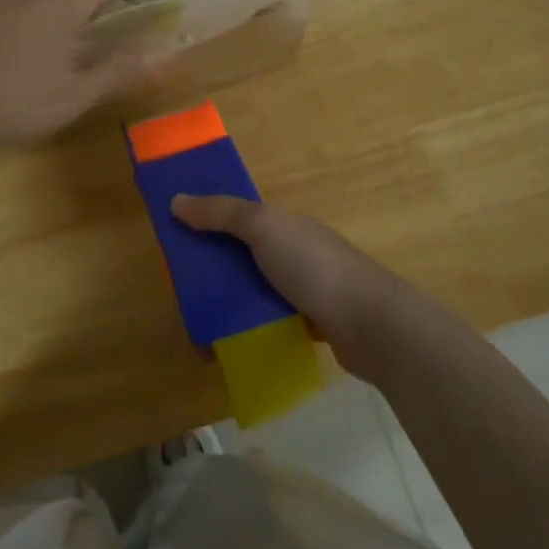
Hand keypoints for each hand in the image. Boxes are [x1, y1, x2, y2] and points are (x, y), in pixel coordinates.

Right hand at [169, 195, 409, 379]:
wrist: (371, 325)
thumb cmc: (314, 268)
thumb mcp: (263, 228)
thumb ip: (222, 213)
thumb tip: (177, 200)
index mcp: (285, 225)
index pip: (239, 218)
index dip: (208, 223)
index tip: (177, 241)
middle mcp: (295, 253)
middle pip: (243, 257)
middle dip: (214, 272)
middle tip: (183, 293)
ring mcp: (306, 290)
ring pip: (255, 293)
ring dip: (229, 307)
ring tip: (199, 329)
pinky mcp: (311, 324)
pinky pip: (270, 323)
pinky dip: (249, 332)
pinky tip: (228, 348)